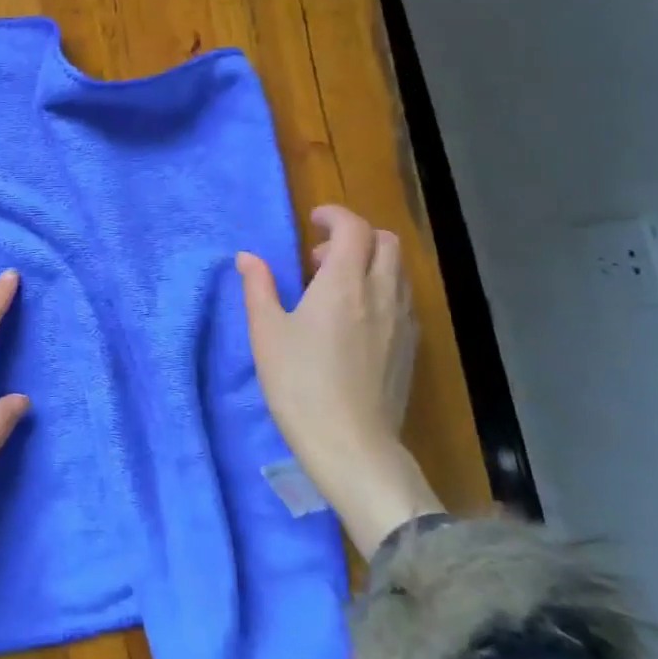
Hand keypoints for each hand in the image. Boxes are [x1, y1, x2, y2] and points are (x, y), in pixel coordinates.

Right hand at [237, 204, 442, 558]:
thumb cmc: (299, 384)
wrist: (351, 443)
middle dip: (356, 235)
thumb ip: (258, 288)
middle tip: (321, 256)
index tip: (313, 220)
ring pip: (399, 270)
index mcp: (344, 283)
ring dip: (371, 262)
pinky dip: (383, 290)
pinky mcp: (410, 347)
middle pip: (386, 242)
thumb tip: (247, 257)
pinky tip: (358, 318)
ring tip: (338, 286)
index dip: (334, 215)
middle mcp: (381, 293)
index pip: (353, 227)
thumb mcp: (266, 333)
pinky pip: (403, 300)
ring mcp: (402, 321)